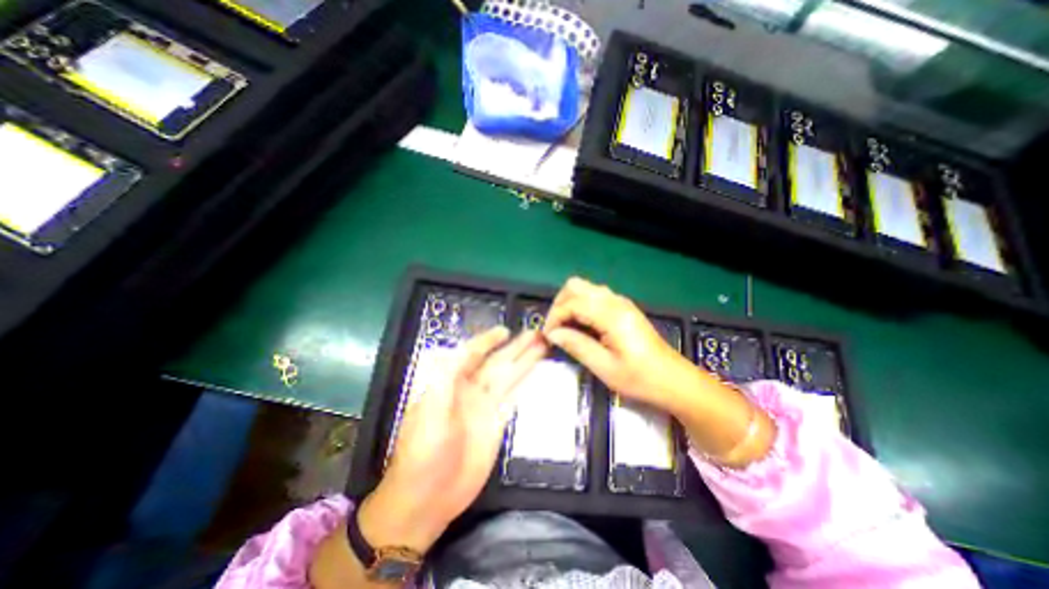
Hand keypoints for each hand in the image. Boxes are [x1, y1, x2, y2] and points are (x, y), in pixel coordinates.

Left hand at [359, 327, 545, 551]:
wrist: (427, 498)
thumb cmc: (423, 452)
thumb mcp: (430, 410)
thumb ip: (446, 376)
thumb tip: (465, 348)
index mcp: (451, 382)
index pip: (473, 353)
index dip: (488, 341)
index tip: (506, 331)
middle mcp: (470, 390)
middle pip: (497, 362)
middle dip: (516, 347)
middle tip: (536, 332)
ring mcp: (485, 406)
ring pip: (509, 376)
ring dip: (525, 361)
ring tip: (542, 346)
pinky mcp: (497, 423)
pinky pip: (513, 397)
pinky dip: (524, 384)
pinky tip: (534, 373)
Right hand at [545, 278, 694, 411]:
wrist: (674, 380)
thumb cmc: (640, 378)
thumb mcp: (605, 368)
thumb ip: (576, 346)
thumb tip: (552, 334)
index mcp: (612, 315)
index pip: (572, 303)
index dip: (554, 317)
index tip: (547, 336)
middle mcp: (615, 301)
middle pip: (576, 286)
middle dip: (559, 304)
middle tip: (554, 329)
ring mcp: (620, 302)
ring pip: (585, 289)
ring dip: (569, 303)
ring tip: (564, 328)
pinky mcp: (623, 308)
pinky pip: (594, 297)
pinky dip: (580, 306)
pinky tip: (580, 326)